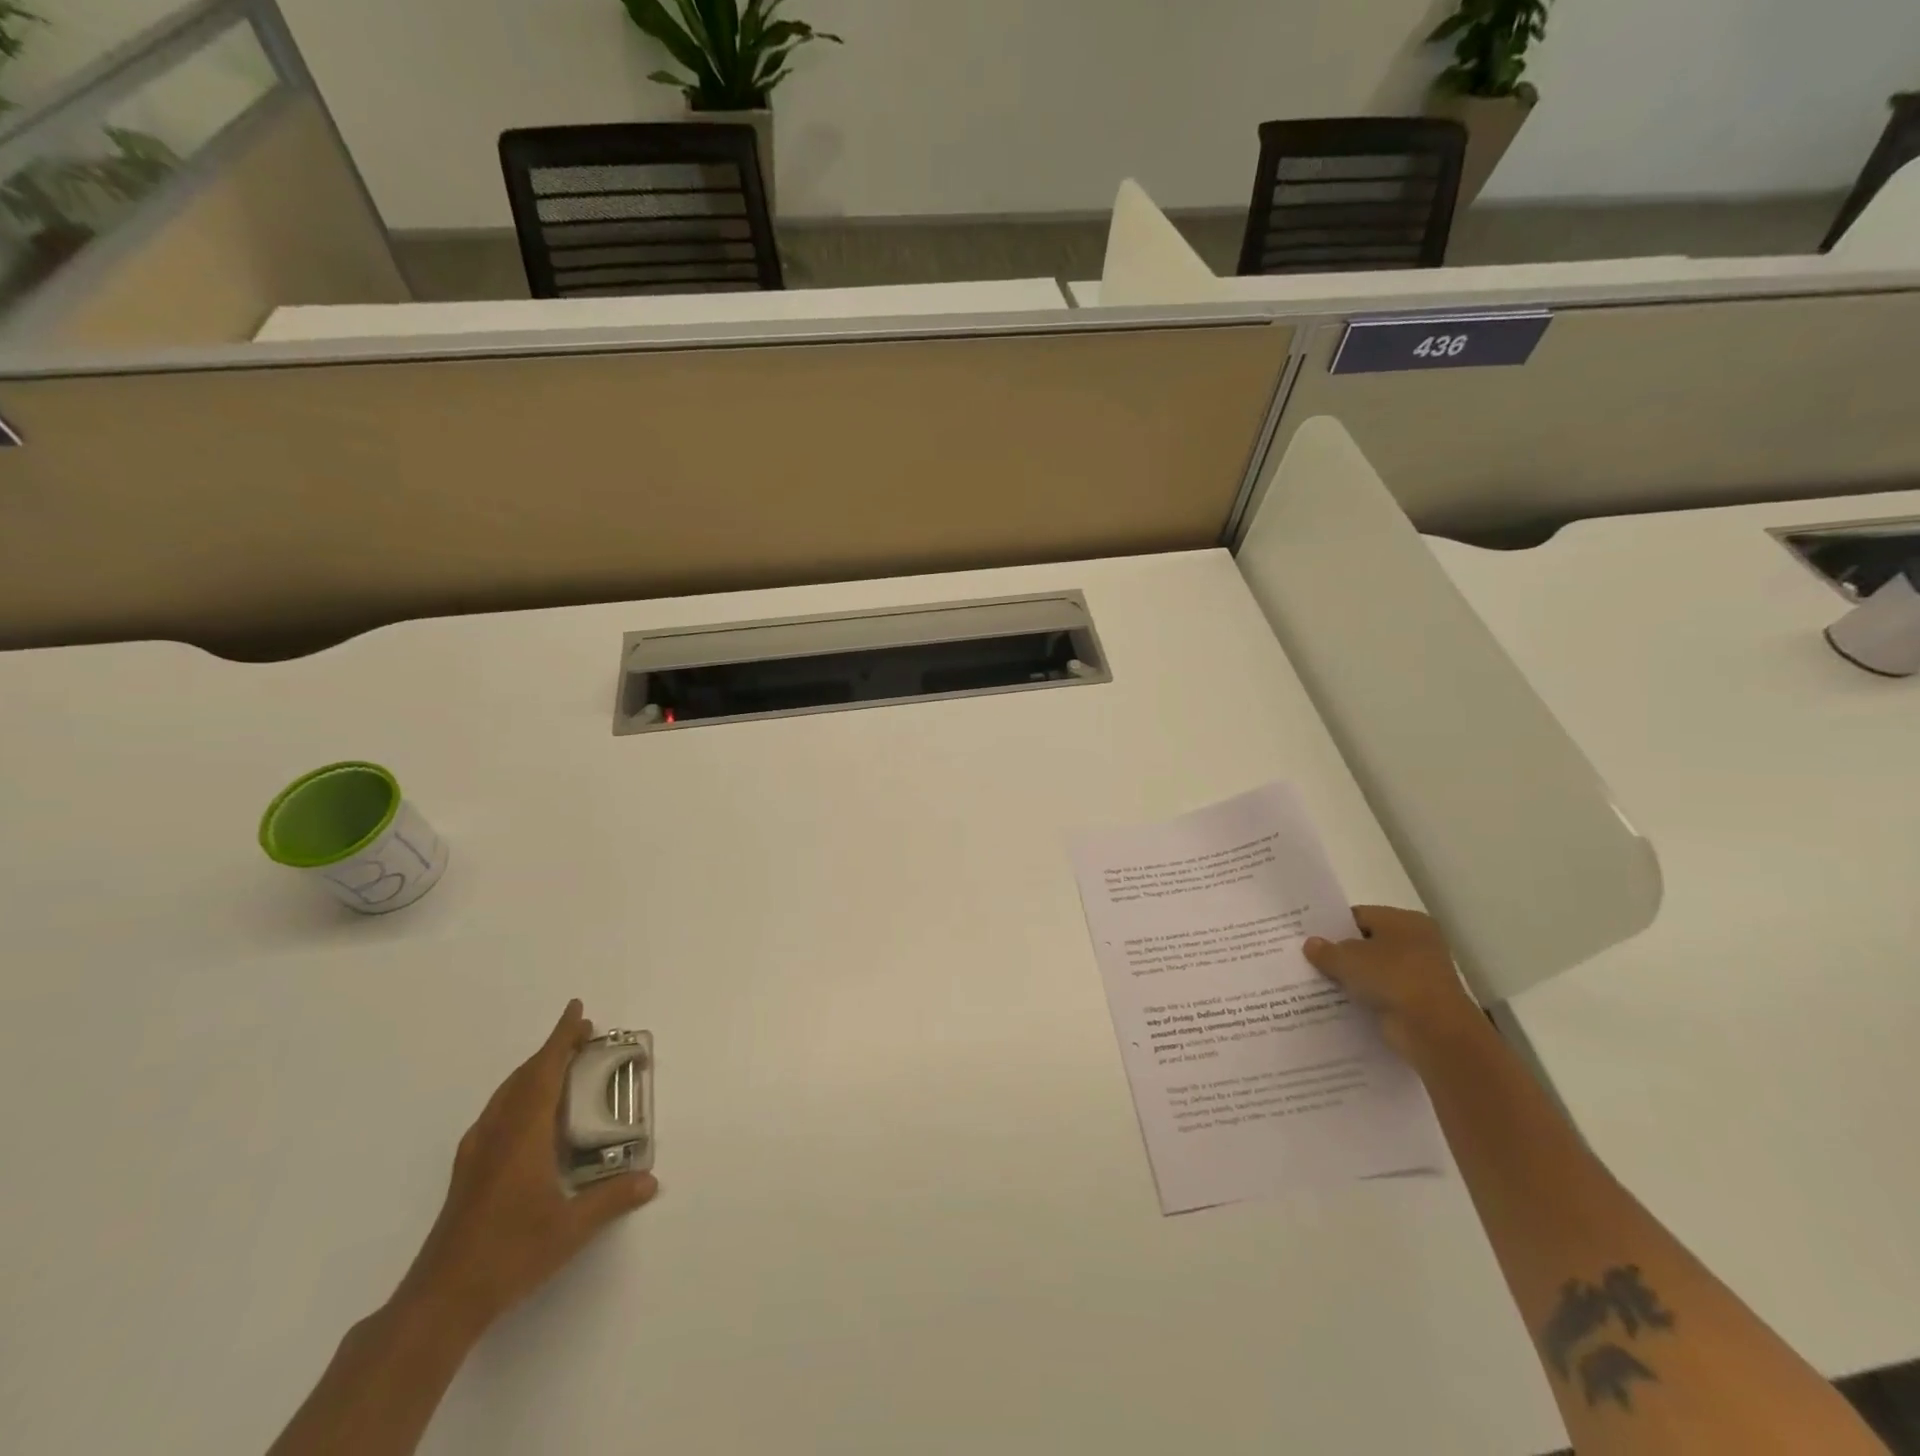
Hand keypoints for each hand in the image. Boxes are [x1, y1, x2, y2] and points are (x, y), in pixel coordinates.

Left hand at [398, 1000, 657, 1336]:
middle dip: (552, 1050)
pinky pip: (498, 1112)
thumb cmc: (509, 1255)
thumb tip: (651, 1181)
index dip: (562, 1038)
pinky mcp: (468, 1172)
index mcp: (522, 1135)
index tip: (577, 1010)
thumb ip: (612, 1199)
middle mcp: (496, 1134)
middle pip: (524, 1076)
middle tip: (583, 1035)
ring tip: (562, 1066)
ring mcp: (476, 1153)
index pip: (545, 1071)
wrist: (440, 1301)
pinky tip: (530, 1115)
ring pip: (507, 1094)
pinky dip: (520, 1094)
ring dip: (534, 1071)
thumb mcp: (570, 1230)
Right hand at [1304, 906, 1483, 1059]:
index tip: (1307, 936)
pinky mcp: (1417, 1003)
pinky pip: (1381, 994)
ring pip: (1373, 971)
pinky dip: (1363, 998)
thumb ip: (1326, 950)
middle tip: (1306, 957)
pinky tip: (1336, 1002)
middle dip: (1340, 953)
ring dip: (1351, 977)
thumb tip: (1310, 944)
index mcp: (1405, 921)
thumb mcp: (1348, 959)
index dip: (1332, 925)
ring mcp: (1419, 975)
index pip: (1360, 916)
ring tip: (1315, 981)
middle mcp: (1417, 943)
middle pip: (1367, 943)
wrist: (1434, 1030)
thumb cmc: (1393, 978)